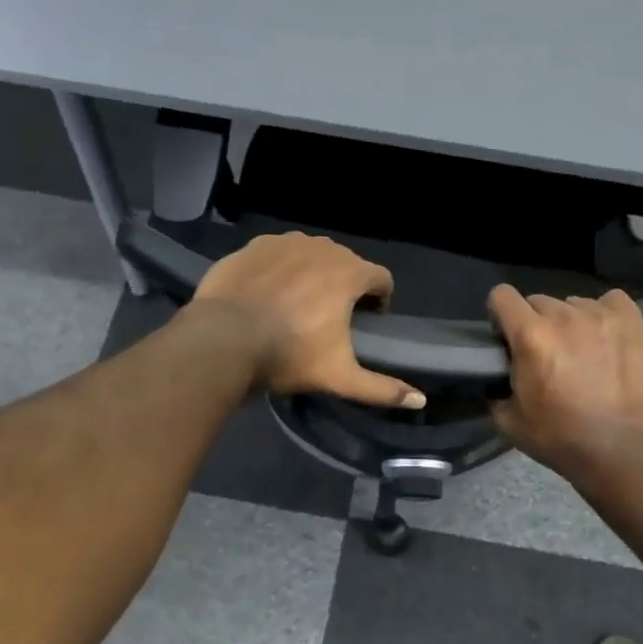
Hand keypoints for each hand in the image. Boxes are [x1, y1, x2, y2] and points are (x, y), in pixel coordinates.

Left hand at [190, 232, 426, 408]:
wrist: (222, 338)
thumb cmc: (288, 354)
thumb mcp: (338, 376)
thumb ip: (381, 388)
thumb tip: (420, 401)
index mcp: (349, 272)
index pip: (381, 277)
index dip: (378, 301)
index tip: (364, 324)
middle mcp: (322, 247)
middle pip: (346, 264)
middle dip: (344, 286)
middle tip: (327, 319)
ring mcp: (286, 242)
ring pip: (311, 255)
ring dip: (311, 274)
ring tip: (294, 305)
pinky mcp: (255, 245)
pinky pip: (278, 253)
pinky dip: (279, 268)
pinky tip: (265, 293)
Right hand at [488, 285, 642, 477]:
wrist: (618, 451)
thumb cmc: (559, 438)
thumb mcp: (508, 419)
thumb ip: (495, 388)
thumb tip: (495, 377)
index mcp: (530, 336)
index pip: (502, 295)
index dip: (499, 315)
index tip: (506, 338)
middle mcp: (563, 317)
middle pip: (537, 301)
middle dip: (535, 323)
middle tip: (545, 354)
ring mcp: (600, 317)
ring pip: (573, 303)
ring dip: (569, 322)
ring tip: (580, 351)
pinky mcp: (630, 324)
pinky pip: (612, 300)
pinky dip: (605, 314)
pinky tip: (605, 336)